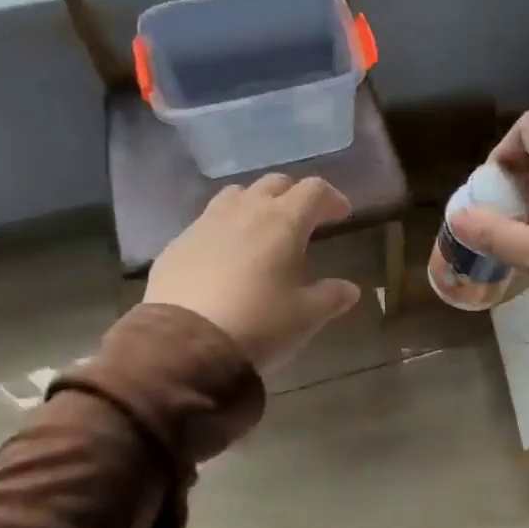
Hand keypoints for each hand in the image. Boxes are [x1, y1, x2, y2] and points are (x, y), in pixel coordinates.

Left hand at [144, 174, 362, 373]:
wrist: (185, 344)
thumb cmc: (259, 324)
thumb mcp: (306, 316)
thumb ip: (331, 297)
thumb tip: (350, 289)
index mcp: (283, 222)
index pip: (314, 191)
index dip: (332, 198)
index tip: (341, 215)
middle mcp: (245, 211)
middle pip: (275, 183)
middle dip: (294, 196)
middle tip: (304, 220)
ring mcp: (206, 223)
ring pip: (237, 195)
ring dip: (256, 204)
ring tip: (262, 230)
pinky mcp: (178, 243)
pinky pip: (208, 221)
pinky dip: (225, 228)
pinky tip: (226, 256)